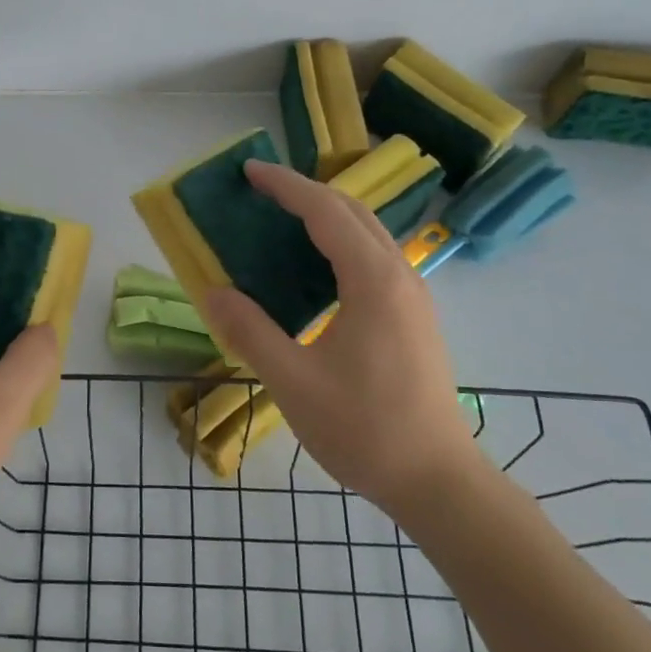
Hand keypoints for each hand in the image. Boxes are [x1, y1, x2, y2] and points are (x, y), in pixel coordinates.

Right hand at [201, 160, 481, 521]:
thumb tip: (212, 292)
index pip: (326, 212)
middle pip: (352, 212)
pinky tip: (315, 267)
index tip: (249, 170)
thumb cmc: (365, 430)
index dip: (285, 186)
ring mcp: (413, 296)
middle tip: (260, 189)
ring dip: (326, 215)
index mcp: (373, 282)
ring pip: (369, 233)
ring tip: (281, 218)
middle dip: (305, 191)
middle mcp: (400, 276)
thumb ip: (250, 331)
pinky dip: (340, 242)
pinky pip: (375, 257)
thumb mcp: (293, 382)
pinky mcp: (414, 316)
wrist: (437, 481)